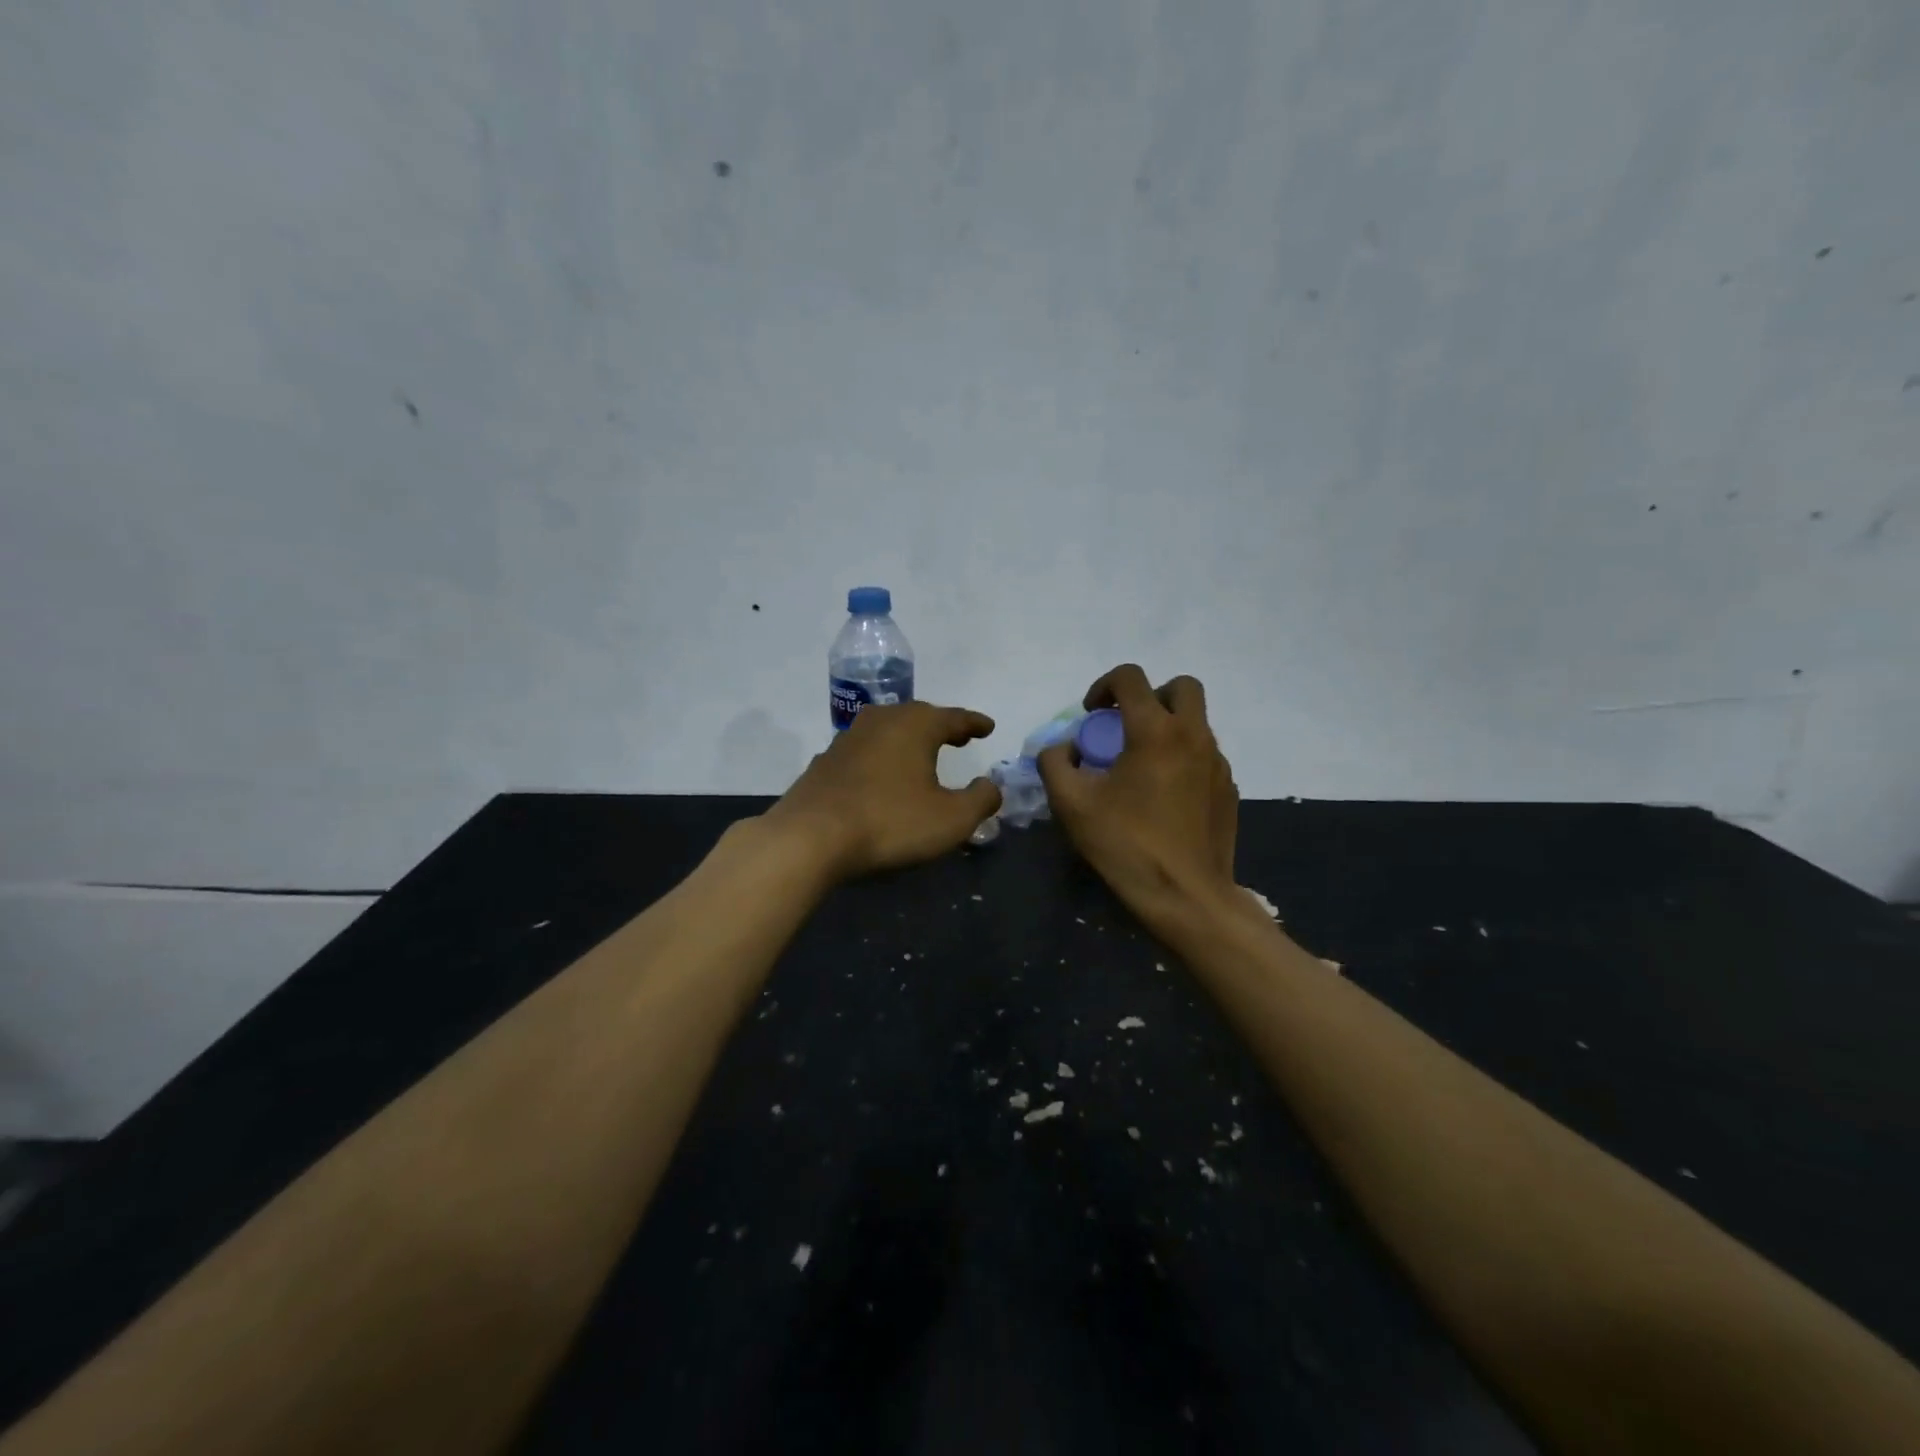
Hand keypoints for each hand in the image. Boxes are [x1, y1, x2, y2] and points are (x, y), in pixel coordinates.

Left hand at [762, 701, 1001, 879]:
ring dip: (908, 739)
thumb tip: (992, 786)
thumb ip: (981, 800)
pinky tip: (881, 774)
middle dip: (941, 726)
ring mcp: (849, 738)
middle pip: (919, 716)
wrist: (810, 836)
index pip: (954, 718)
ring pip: (888, 730)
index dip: (974, 724)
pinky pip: (865, 751)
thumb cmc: (890, 822)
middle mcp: (882, 720)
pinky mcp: (826, 761)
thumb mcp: (951, 819)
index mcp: (916, 725)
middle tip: (958, 737)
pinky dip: (882, 757)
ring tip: (921, 753)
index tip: (988, 727)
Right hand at [1037, 665, 1241, 930]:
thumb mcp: (1071, 804)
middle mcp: (1193, 735)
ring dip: (1167, 726)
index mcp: (1155, 731)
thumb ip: (1055, 762)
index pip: (1131, 677)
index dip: (1104, 685)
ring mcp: (1217, 762)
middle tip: (1126, 725)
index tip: (1091, 715)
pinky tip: (1163, 794)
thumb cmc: (1126, 844)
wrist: (1186, 896)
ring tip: (1141, 765)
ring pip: (1196, 721)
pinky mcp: (1228, 788)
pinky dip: (1182, 757)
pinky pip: (1204, 754)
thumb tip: (1063, 748)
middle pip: (1181, 686)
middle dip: (1149, 695)